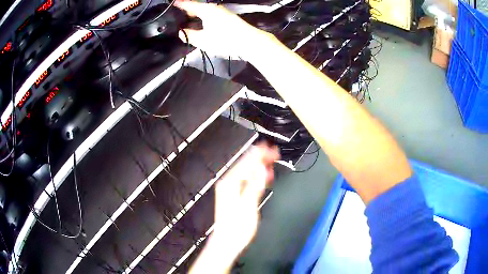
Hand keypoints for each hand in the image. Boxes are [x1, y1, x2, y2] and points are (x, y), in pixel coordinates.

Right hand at [175, 0, 270, 59]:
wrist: (249, 42)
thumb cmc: (225, 40)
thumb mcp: (202, 40)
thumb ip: (189, 35)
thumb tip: (181, 32)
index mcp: (206, 10)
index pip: (189, 4)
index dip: (179, 4)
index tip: (172, 3)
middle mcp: (214, 8)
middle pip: (197, 8)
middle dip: (186, 12)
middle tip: (176, 18)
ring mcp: (222, 13)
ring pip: (204, 12)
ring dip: (195, 16)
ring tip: (186, 23)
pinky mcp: (227, 18)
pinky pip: (210, 16)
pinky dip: (203, 19)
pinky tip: (200, 26)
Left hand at [190, 143, 279, 272]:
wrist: (226, 242)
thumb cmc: (237, 227)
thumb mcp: (248, 206)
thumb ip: (254, 186)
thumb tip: (261, 169)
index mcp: (230, 183)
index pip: (246, 162)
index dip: (260, 154)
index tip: (273, 150)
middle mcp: (228, 183)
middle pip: (245, 164)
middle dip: (260, 158)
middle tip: (274, 154)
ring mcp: (229, 189)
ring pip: (245, 171)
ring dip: (258, 166)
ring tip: (271, 163)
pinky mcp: (233, 195)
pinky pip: (245, 180)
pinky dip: (255, 176)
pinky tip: (262, 177)